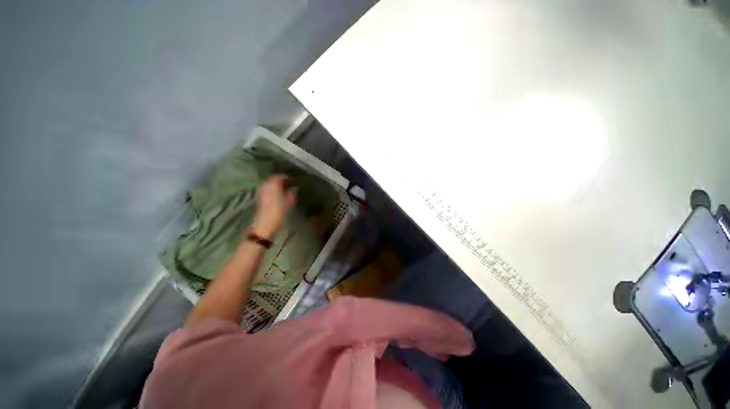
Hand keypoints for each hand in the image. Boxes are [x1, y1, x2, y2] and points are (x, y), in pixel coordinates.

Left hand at [252, 174, 296, 238]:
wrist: (265, 225)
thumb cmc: (278, 214)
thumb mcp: (289, 203)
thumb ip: (291, 194)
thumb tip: (294, 188)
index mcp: (273, 187)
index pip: (278, 177)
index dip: (285, 177)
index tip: (292, 179)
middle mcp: (266, 188)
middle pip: (271, 179)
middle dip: (279, 179)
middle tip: (287, 182)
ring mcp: (261, 192)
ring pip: (267, 183)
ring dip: (274, 183)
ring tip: (282, 187)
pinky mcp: (259, 198)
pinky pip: (265, 188)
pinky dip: (270, 188)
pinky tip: (275, 192)